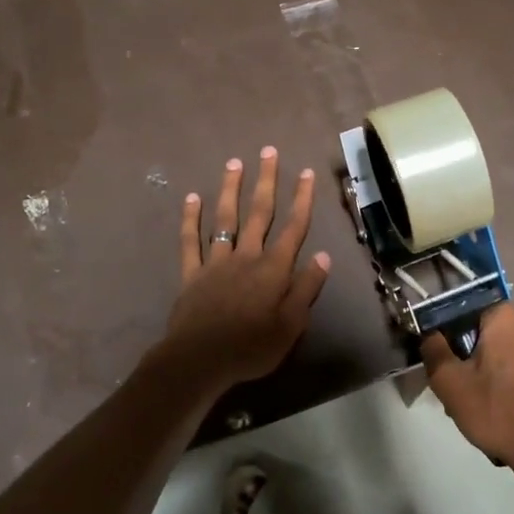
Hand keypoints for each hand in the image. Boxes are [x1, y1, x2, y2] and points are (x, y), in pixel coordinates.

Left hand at [162, 147, 330, 391]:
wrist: (200, 360)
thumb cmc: (252, 347)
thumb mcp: (292, 325)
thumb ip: (307, 289)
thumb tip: (323, 256)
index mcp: (274, 269)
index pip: (294, 228)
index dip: (302, 200)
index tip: (306, 173)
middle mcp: (247, 256)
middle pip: (259, 213)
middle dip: (267, 181)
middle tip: (268, 152)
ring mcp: (216, 262)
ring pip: (225, 218)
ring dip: (231, 189)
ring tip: (235, 162)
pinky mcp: (192, 274)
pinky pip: (191, 241)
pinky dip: (191, 219)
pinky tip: (192, 198)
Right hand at [421, 306, 513, 478]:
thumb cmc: (498, 412)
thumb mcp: (450, 383)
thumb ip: (433, 351)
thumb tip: (430, 335)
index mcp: (504, 316)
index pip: (465, 312)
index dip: (450, 337)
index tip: (447, 365)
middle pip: (488, 333)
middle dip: (472, 357)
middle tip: (462, 390)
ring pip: (508, 351)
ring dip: (493, 370)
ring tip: (485, 405)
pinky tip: (509, 408)